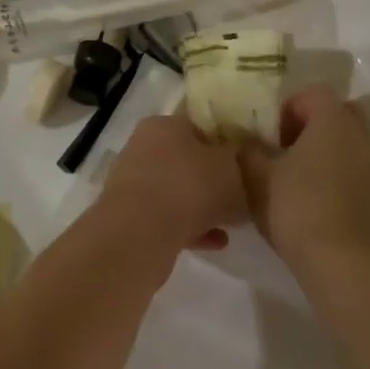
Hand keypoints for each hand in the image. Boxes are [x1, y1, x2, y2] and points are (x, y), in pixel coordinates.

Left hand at [100, 115, 248, 251]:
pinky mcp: (127, 215)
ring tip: (228, 228)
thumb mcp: (231, 166)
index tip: (242, 165)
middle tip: (237, 198)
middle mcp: (142, 148)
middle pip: (185, 162)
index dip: (223, 144)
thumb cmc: (190, 186)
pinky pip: (166, 218)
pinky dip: (188, 229)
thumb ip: (238, 158)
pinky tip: (213, 243)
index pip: (197, 126)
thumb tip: (237, 158)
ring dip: (201, 209)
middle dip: (211, 182)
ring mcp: (132, 183)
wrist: (140, 231)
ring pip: (175, 192)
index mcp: (164, 124)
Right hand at [240, 85, 369, 266]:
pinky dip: (340, 180)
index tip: (270, 135)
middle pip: (339, 115)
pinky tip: (318, 207)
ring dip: (327, 155)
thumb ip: (249, 153)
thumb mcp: (257, 179)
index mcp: (333, 122)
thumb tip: (248, 144)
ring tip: (298, 183)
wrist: (344, 263)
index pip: (314, 93)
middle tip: (286, 152)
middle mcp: (362, 138)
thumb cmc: (297, 209)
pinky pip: (359, 175)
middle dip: (312, 127)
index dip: (288, 108)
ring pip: (351, 146)